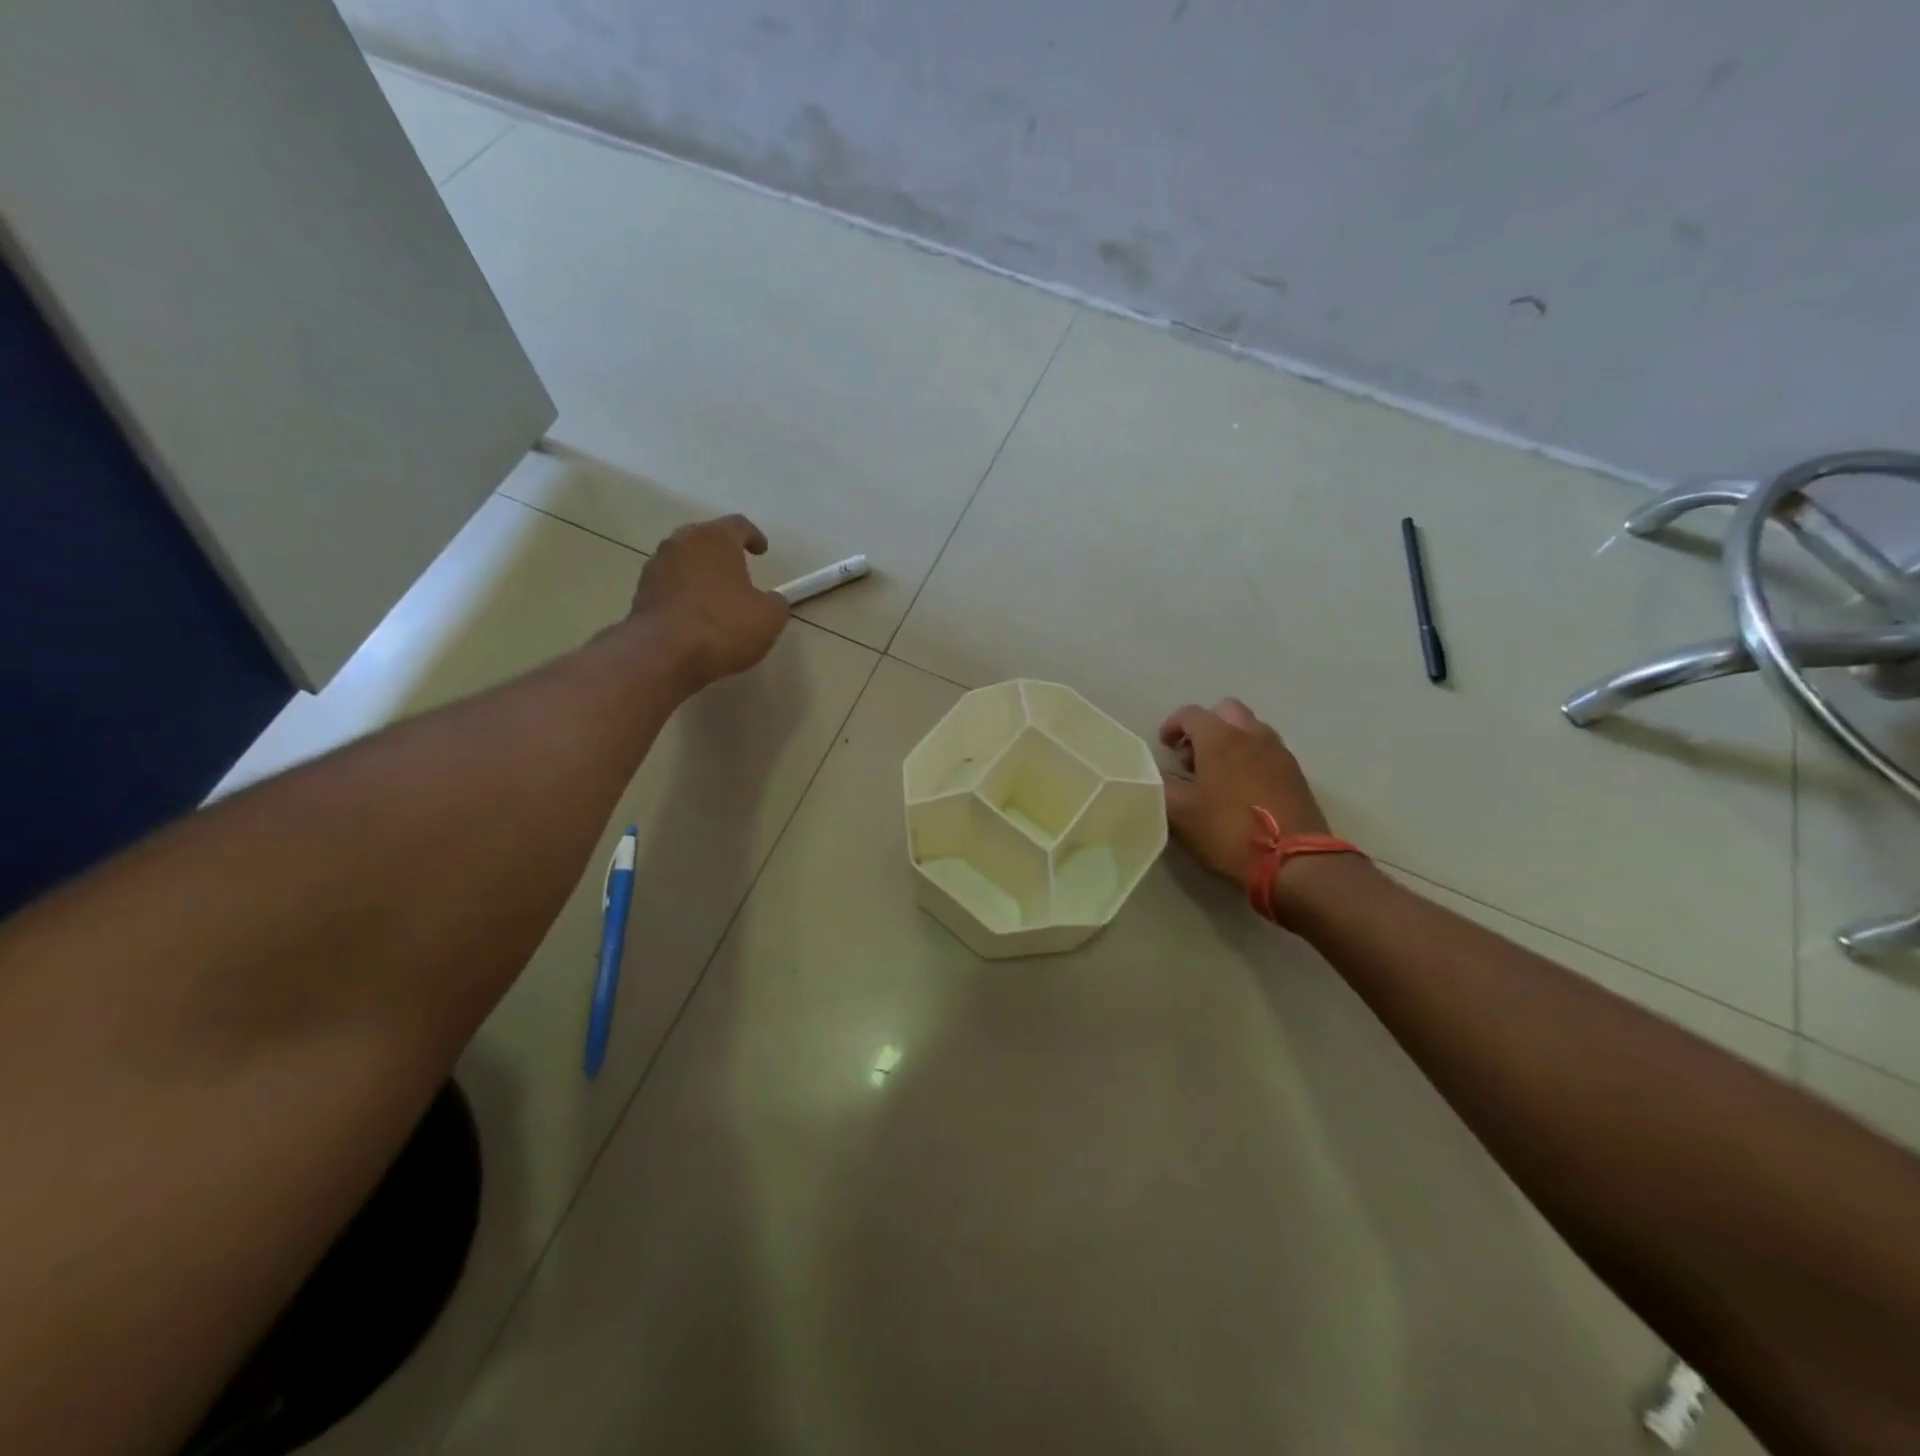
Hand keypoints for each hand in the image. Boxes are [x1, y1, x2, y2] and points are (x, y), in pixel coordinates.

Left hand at [629, 515, 789, 689]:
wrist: (662, 654)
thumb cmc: (723, 626)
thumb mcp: (769, 618)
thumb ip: (775, 603)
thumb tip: (771, 601)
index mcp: (715, 539)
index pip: (738, 525)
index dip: (754, 536)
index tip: (762, 551)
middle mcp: (681, 543)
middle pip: (705, 539)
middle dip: (722, 553)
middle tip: (738, 572)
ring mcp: (655, 567)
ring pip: (684, 562)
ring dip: (700, 575)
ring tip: (716, 599)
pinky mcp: (640, 594)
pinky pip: (669, 587)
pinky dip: (683, 596)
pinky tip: (695, 619)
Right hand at [1159, 698, 1329, 883]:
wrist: (1293, 862)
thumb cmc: (1228, 831)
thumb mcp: (1181, 814)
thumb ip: (1161, 787)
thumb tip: (1154, 774)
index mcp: (1221, 739)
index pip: (1191, 713)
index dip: (1172, 725)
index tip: (1164, 746)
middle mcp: (1252, 735)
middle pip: (1226, 710)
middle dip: (1205, 726)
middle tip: (1192, 755)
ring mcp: (1278, 753)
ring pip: (1250, 728)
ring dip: (1230, 739)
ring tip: (1216, 772)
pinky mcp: (1295, 773)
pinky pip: (1267, 750)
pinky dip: (1250, 756)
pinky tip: (1241, 787)